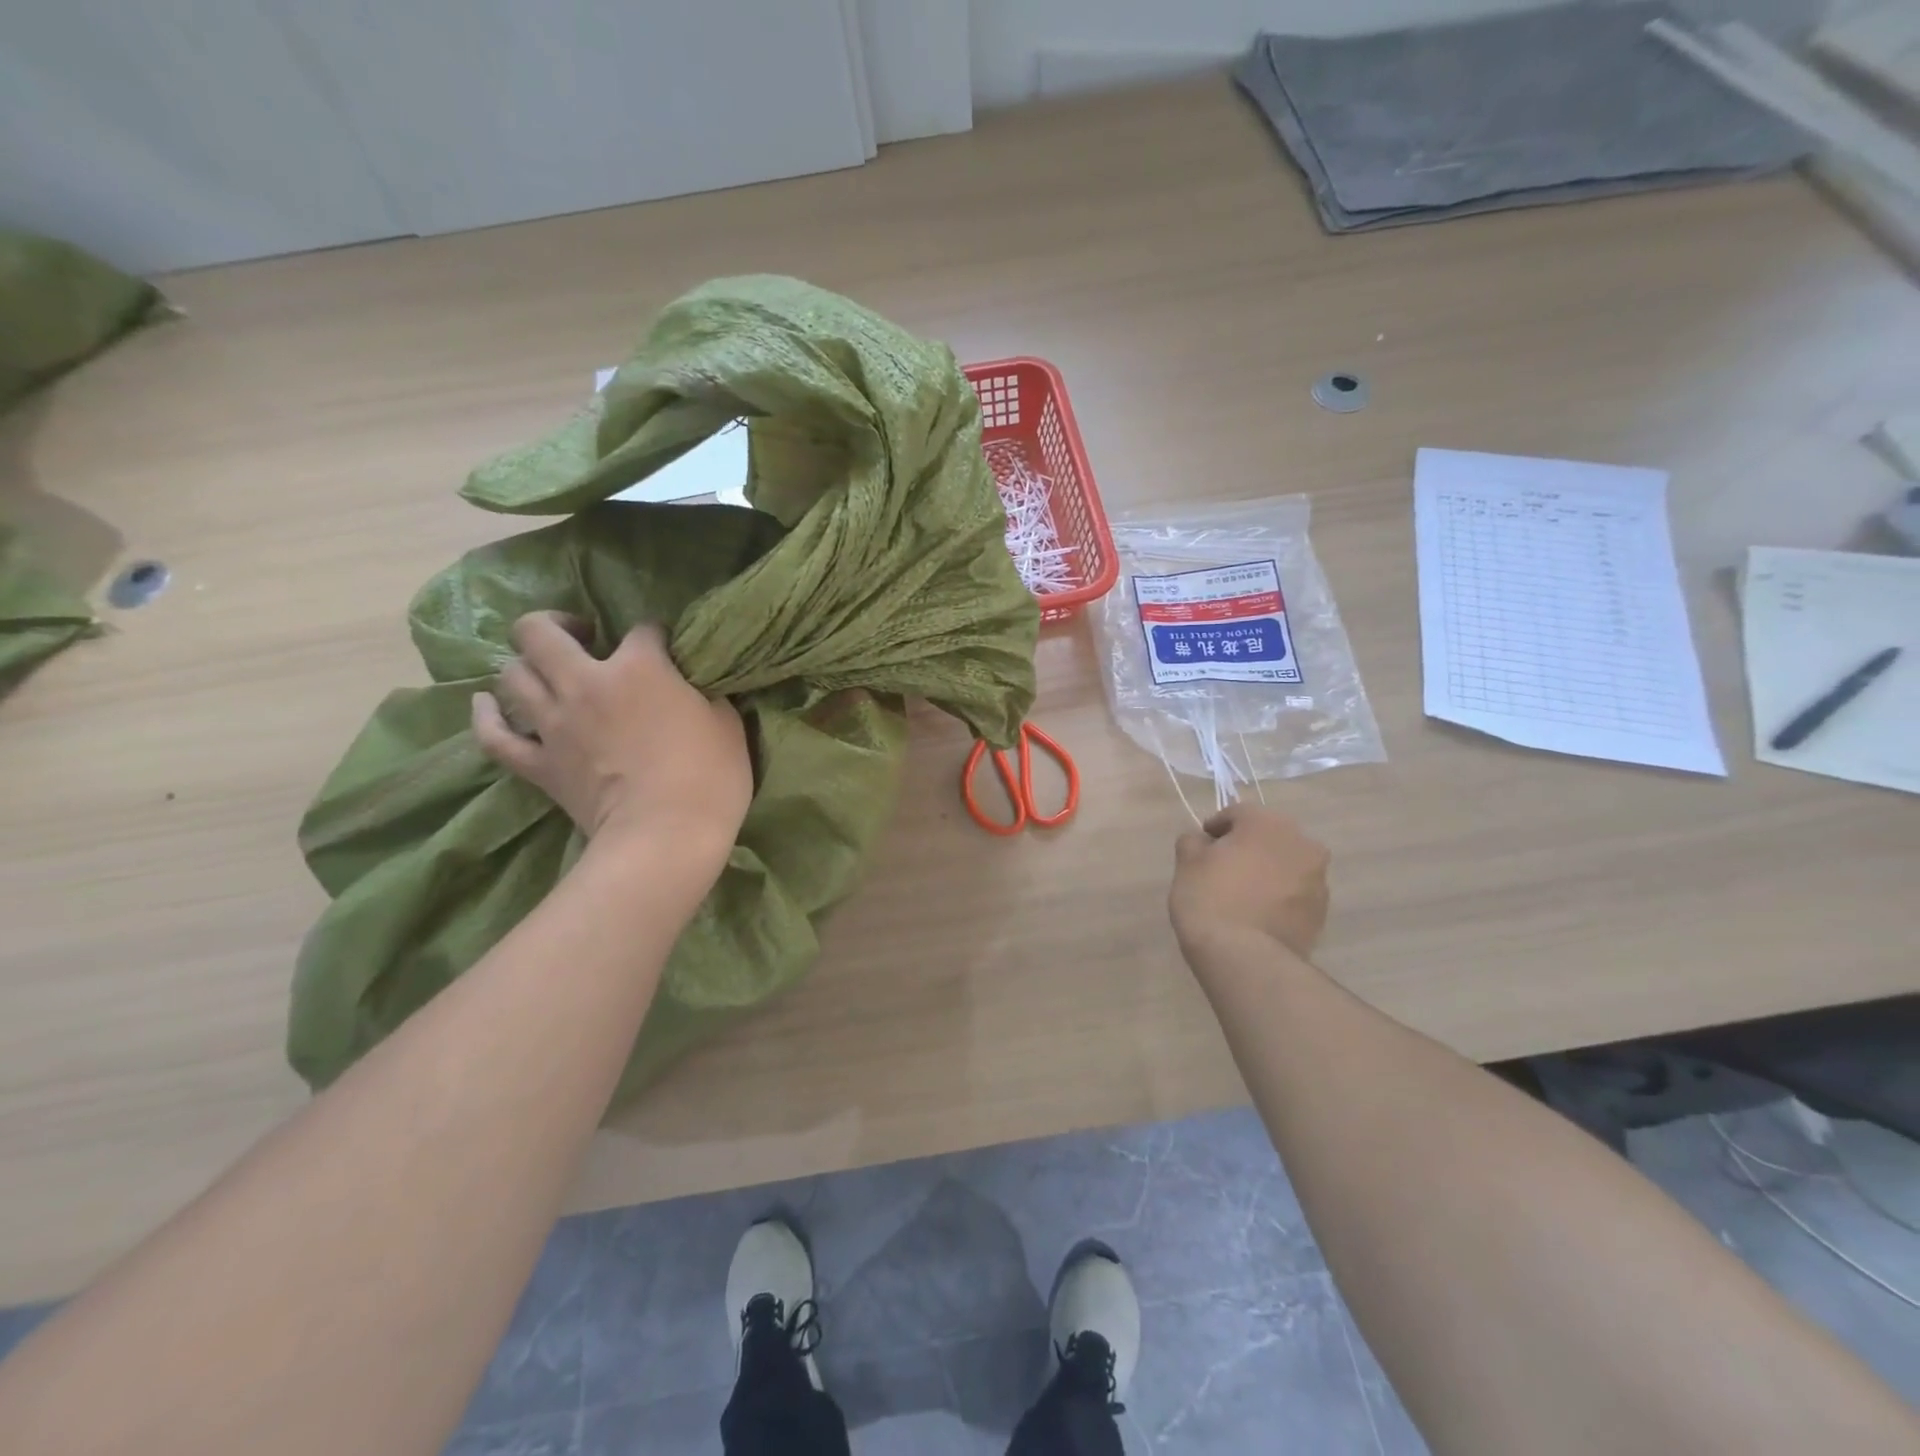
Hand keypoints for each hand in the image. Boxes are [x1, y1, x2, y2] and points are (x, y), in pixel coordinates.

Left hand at [473, 614, 751, 869]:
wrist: (666, 835)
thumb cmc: (710, 776)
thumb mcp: (726, 723)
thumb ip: (704, 693)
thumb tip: (692, 686)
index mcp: (639, 667)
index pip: (642, 630)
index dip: (655, 636)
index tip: (667, 650)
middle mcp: (585, 683)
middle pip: (541, 633)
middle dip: (558, 624)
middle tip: (582, 638)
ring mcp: (554, 724)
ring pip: (512, 675)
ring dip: (527, 666)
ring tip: (547, 673)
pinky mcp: (538, 765)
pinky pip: (494, 736)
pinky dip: (487, 716)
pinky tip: (487, 703)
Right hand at [1170, 804, 1329, 960]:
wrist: (1244, 957)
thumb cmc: (1210, 898)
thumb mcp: (1187, 862)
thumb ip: (1194, 841)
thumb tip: (1204, 842)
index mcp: (1268, 823)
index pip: (1237, 814)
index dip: (1214, 829)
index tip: (1200, 848)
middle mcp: (1302, 843)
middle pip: (1267, 837)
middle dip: (1247, 848)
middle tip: (1221, 869)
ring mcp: (1318, 879)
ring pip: (1285, 864)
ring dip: (1266, 871)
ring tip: (1242, 895)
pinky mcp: (1322, 911)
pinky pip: (1295, 893)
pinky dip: (1279, 896)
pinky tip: (1257, 914)